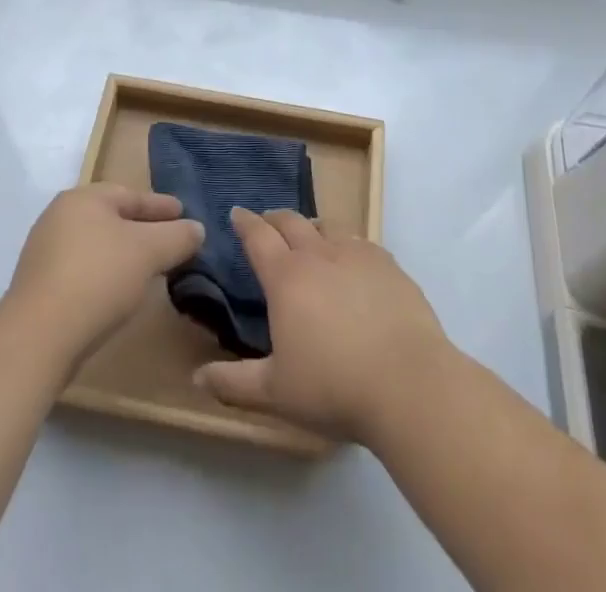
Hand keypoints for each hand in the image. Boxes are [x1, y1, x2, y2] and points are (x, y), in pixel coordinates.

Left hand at [4, 184, 204, 370]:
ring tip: (150, 269)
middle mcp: (60, 216)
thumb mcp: (148, 252)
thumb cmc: (98, 278)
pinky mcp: (39, 285)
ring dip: (124, 254)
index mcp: (84, 198)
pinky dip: (105, 274)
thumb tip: (196, 228)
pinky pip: (83, 269)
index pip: (131, 195)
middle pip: (112, 217)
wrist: (38, 337)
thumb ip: (177, 236)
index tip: (185, 215)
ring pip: (97, 244)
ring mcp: (45, 251)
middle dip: (143, 229)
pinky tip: (118, 292)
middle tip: (171, 241)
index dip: (162, 206)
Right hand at [193, 207, 451, 445]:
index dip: (245, 222)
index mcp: (286, 277)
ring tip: (308, 238)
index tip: (236, 213)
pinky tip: (352, 259)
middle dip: (274, 219)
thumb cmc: (334, 387)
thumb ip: (234, 383)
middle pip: (291, 222)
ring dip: (311, 227)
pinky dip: (346, 243)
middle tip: (267, 222)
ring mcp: (357, 255)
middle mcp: (318, 254)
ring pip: (327, 226)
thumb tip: (196, 378)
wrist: (409, 383)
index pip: (258, 237)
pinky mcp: (388, 265)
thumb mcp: (276, 392)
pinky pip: (360, 241)